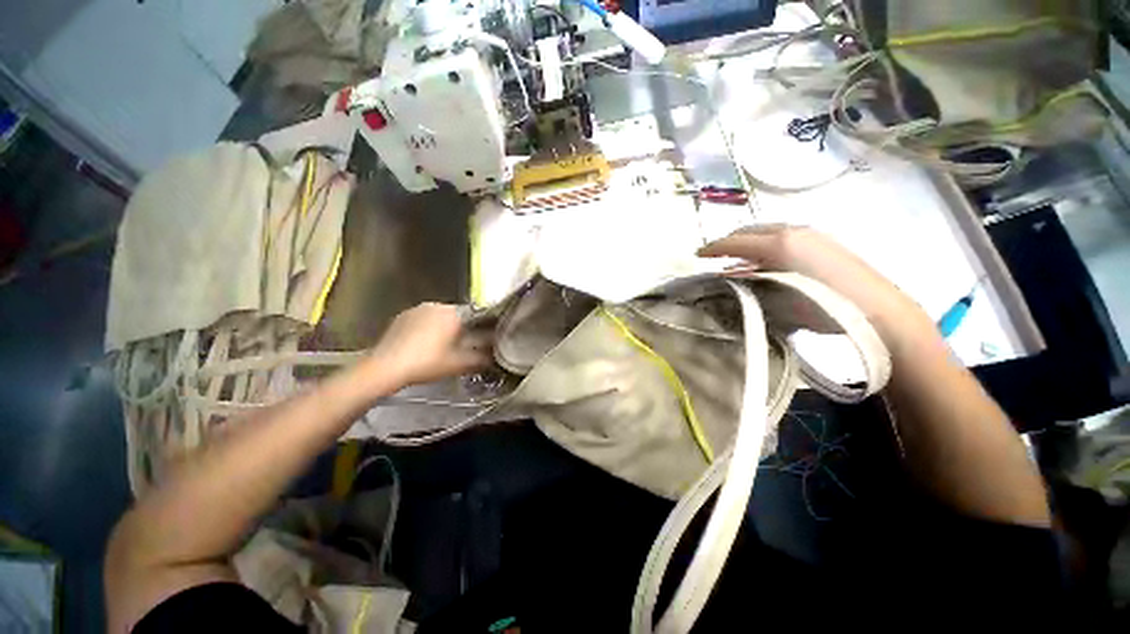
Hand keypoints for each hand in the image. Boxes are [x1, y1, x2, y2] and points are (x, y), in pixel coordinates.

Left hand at [368, 303, 493, 388]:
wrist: (385, 368)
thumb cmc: (427, 363)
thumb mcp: (459, 364)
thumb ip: (481, 359)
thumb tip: (495, 359)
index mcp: (453, 313)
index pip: (476, 315)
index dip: (480, 328)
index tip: (480, 341)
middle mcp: (436, 305)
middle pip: (458, 315)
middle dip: (461, 329)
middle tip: (461, 347)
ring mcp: (417, 309)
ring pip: (439, 317)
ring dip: (444, 328)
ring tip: (441, 347)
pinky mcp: (402, 316)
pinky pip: (423, 319)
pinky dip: (427, 328)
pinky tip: (423, 345)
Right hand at [699, 226, 931, 338]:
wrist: (879, 310)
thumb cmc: (824, 307)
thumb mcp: (778, 298)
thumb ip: (750, 283)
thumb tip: (731, 276)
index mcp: (779, 243)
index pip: (736, 241)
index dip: (713, 248)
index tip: (697, 255)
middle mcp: (792, 231)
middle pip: (750, 230)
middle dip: (728, 242)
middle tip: (713, 256)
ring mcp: (810, 234)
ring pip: (767, 232)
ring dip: (747, 244)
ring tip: (735, 261)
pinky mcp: (822, 241)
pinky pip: (783, 238)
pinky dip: (765, 247)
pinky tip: (764, 262)